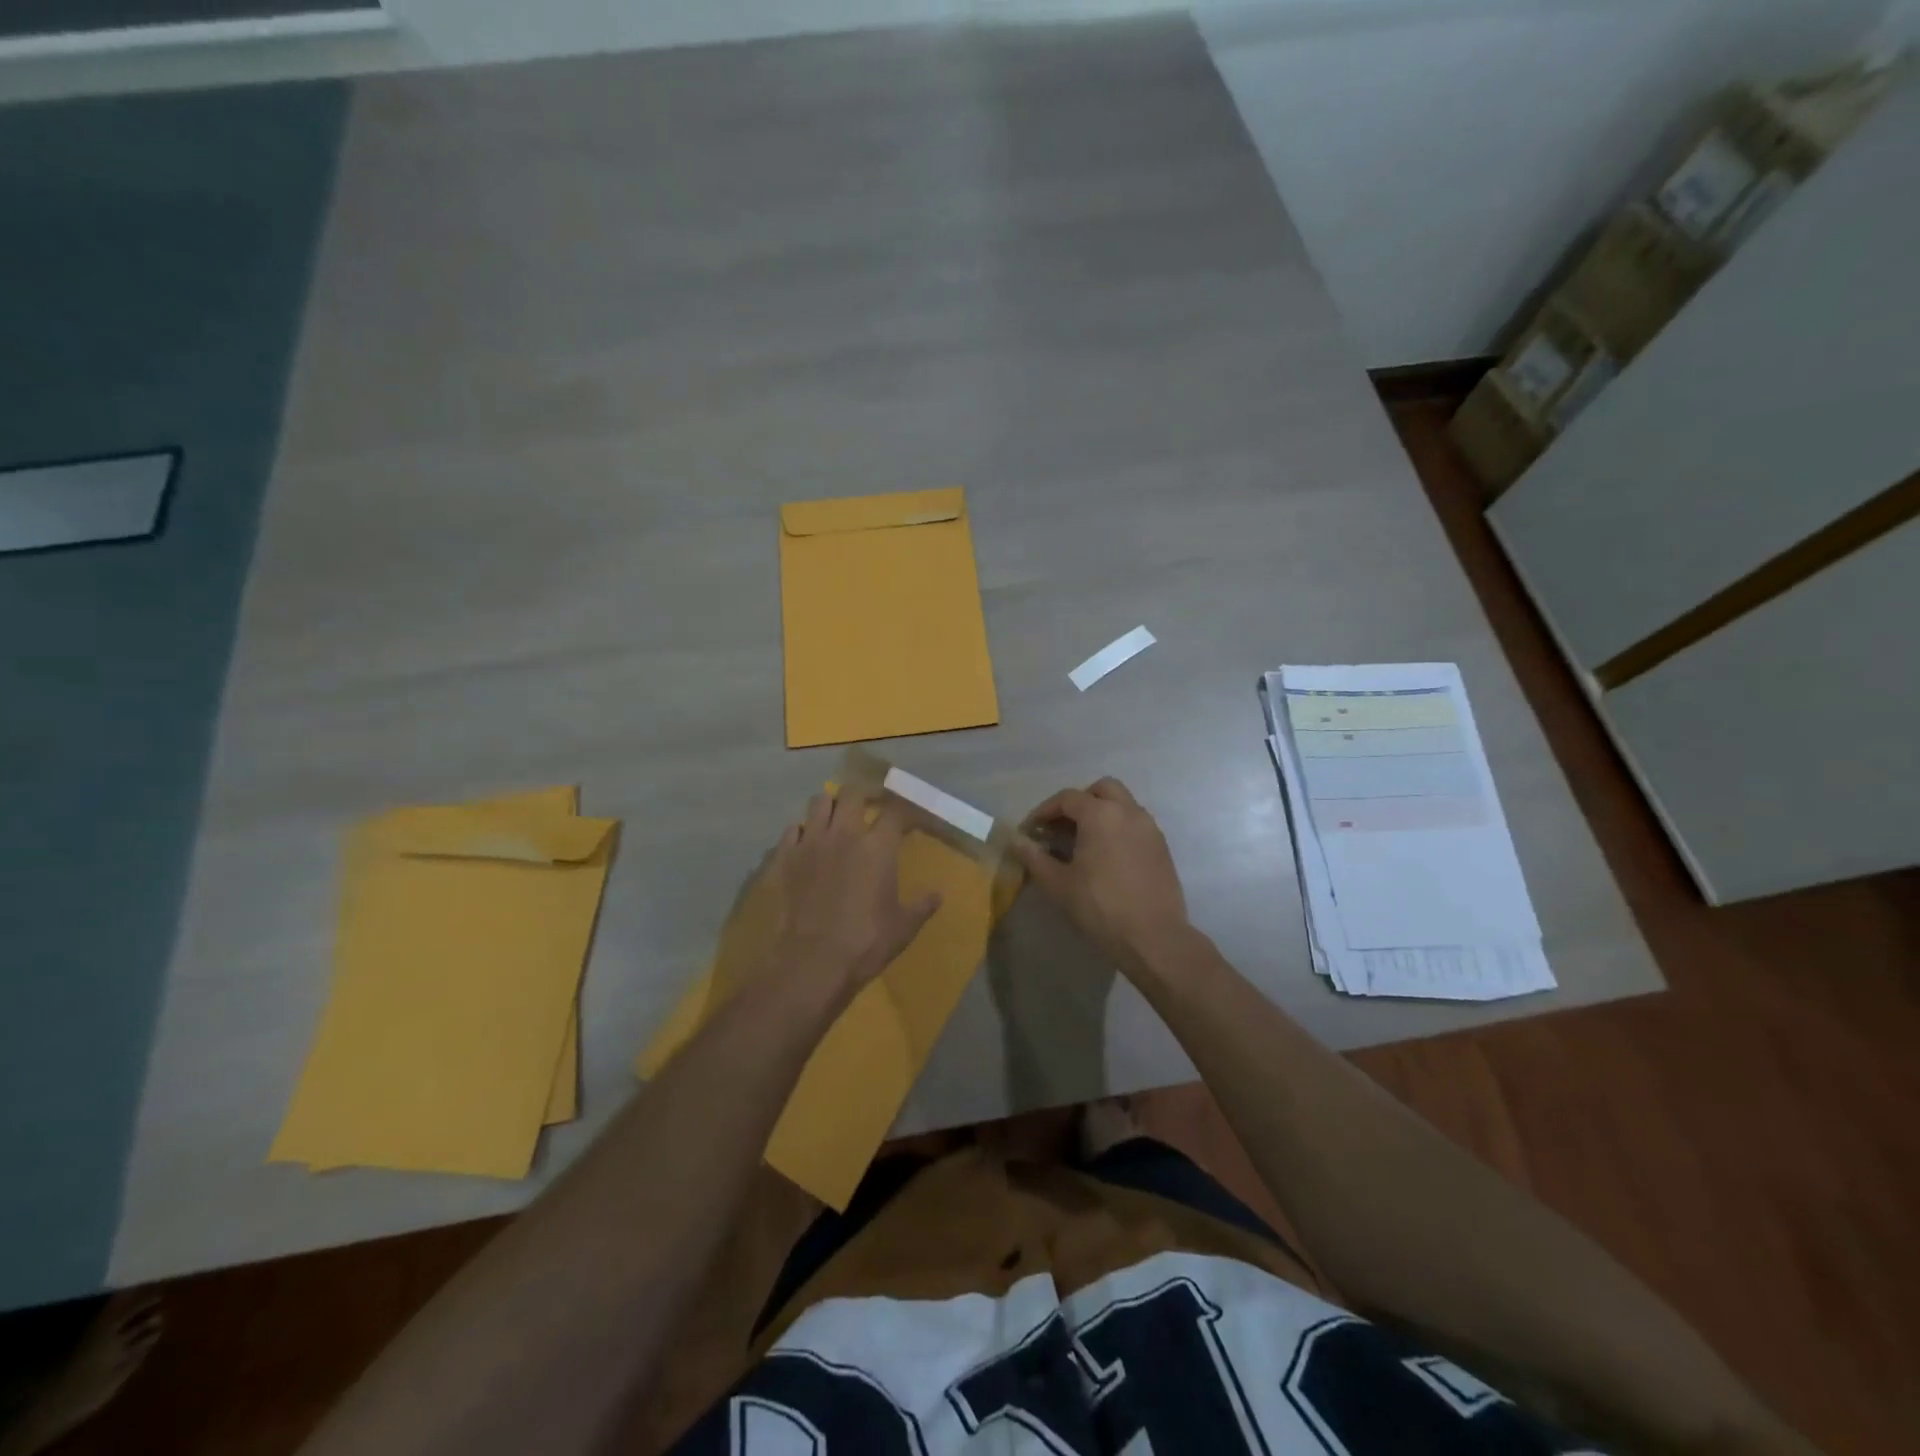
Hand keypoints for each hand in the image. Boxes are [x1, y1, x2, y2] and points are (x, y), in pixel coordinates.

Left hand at [765, 791, 941, 995]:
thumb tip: (938, 894)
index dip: (904, 810)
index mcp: (877, 847)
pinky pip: (792, 829)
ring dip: (830, 806)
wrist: (809, 965)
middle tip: (868, 808)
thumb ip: (921, 906)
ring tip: (835, 820)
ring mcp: (809, 843)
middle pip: (852, 793)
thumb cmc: (864, 944)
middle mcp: (843, 834)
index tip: (908, 820)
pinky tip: (806, 845)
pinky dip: (801, 832)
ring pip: (819, 802)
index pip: (895, 811)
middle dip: (862, 796)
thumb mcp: (903, 928)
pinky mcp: (783, 858)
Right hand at [1010, 777, 1190, 973]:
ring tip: (1084, 842)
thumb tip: (1015, 840)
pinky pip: (1136, 824)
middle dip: (1079, 802)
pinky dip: (1119, 828)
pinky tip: (1107, 856)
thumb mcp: (1057, 883)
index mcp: (1100, 814)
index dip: (1044, 811)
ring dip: (1101, 813)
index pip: (1067, 798)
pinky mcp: (1162, 847)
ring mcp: (1150, 828)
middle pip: (1101, 789)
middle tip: (1062, 827)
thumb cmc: (1099, 907)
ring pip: (1123, 804)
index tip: (1031, 830)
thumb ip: (1033, 857)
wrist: (1153, 937)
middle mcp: (1128, 812)